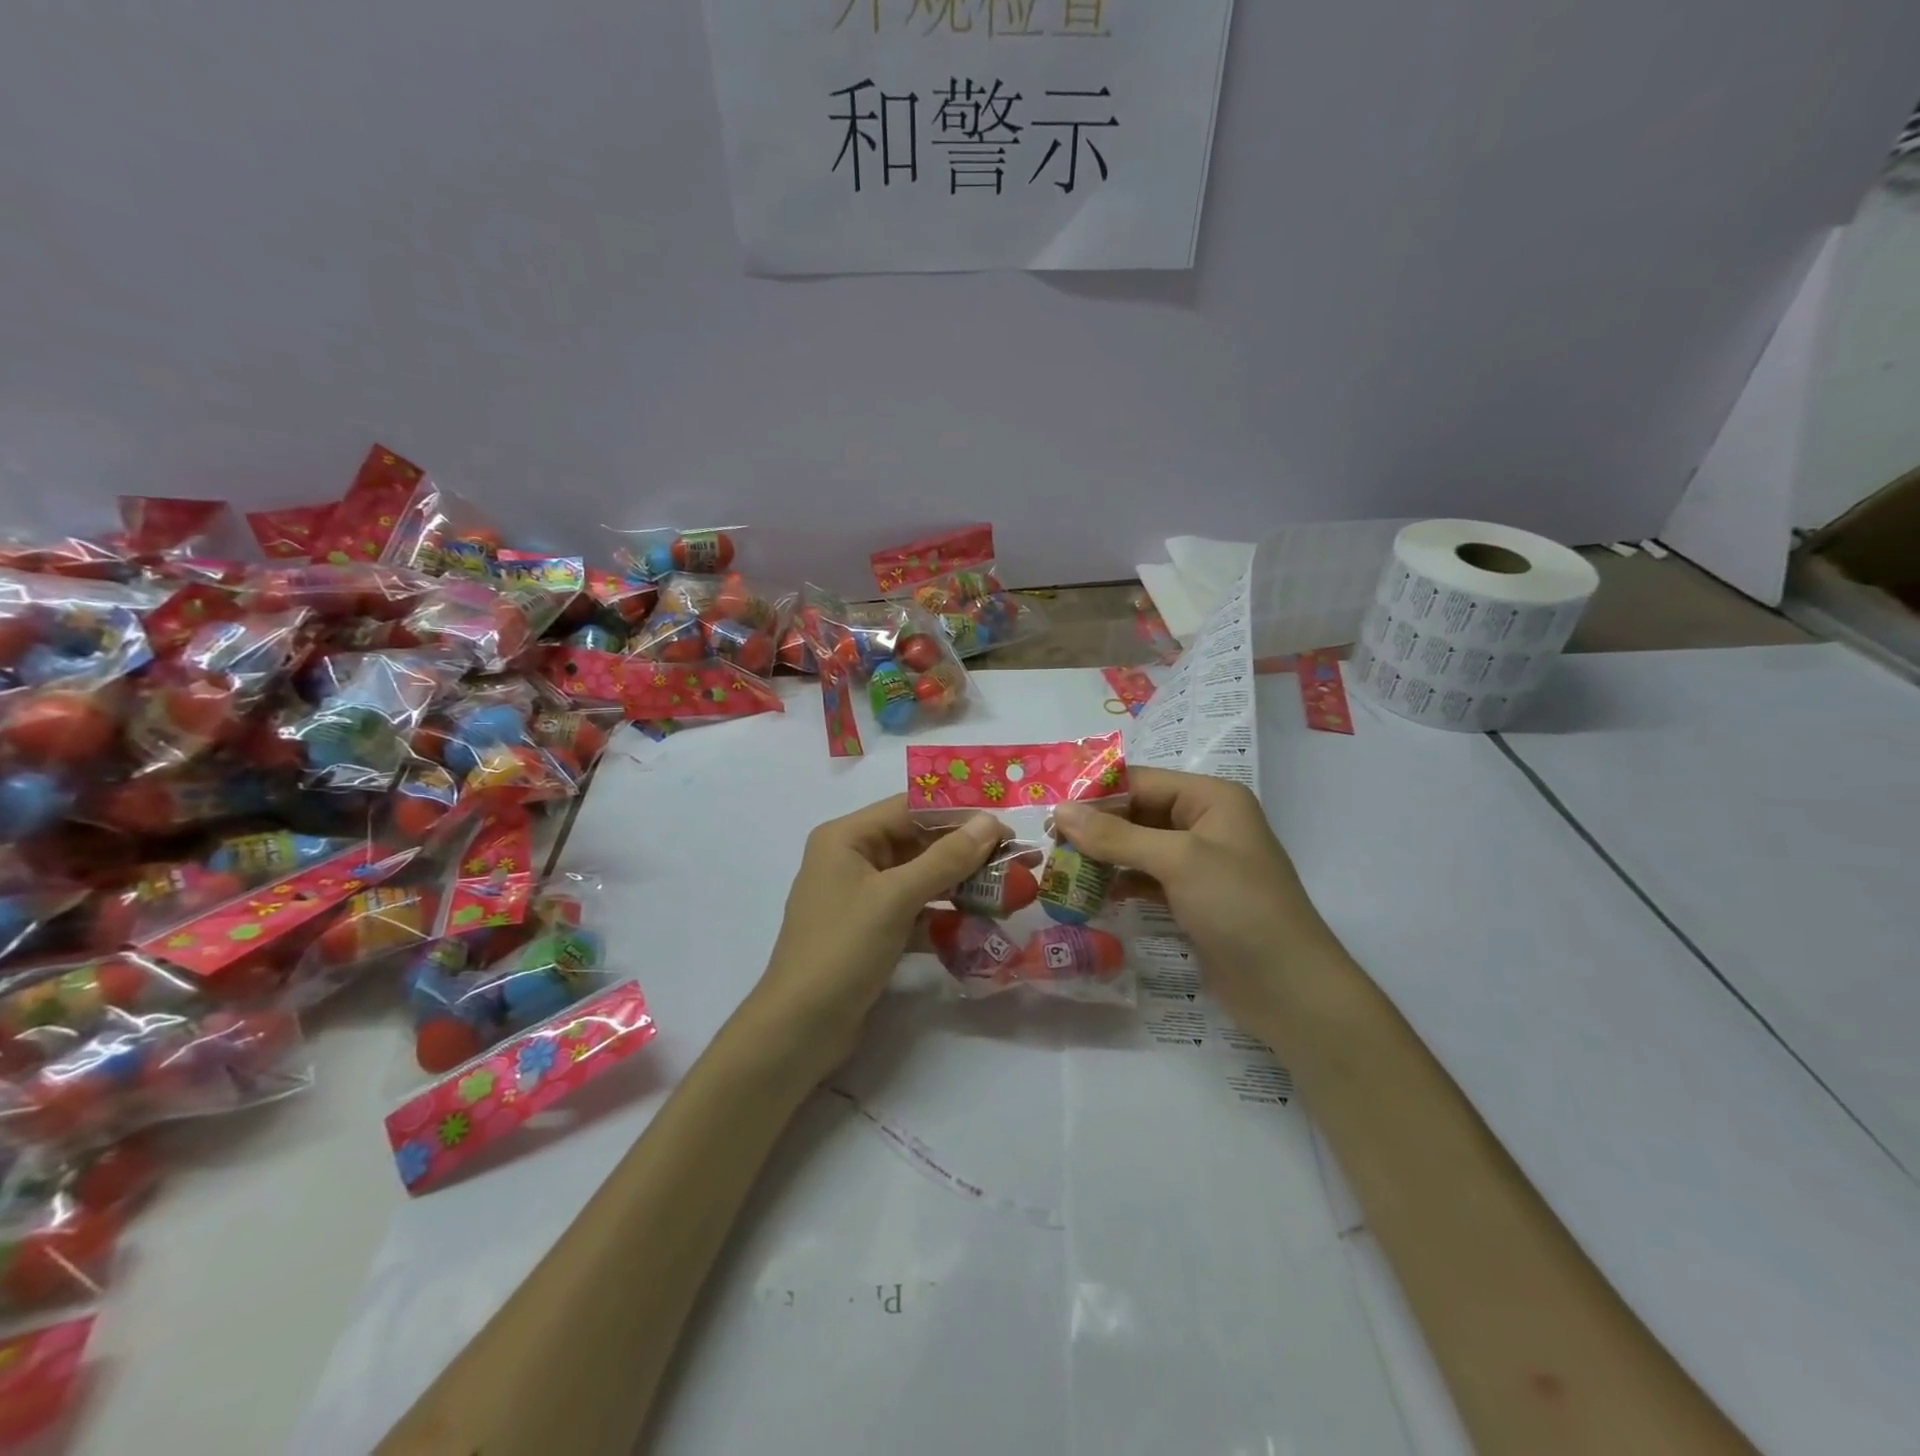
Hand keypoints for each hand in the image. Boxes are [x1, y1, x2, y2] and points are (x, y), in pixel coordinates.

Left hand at [751, 795, 1005, 1068]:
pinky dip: (943, 916)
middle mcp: (852, 859)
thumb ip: (946, 858)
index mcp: (847, 838)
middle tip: (1017, 862)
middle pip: (918, 843)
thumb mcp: (896, 898)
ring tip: (1007, 894)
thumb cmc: (842, 950)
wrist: (799, 1030)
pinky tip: (977, 927)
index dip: (959, 814)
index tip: (1006, 827)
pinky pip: (914, 911)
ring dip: (960, 885)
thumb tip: (991, 823)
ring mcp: (860, 897)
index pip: (910, 809)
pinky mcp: (871, 931)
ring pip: (920, 879)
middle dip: (966, 853)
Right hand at [1054, 767, 1334, 1030]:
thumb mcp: (1177, 861)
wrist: (1290, 989)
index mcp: (1211, 798)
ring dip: (1104, 858)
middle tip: (1050, 846)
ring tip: (1062, 871)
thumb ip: (1116, 836)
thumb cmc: (1238, 907)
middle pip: (1137, 813)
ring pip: (1139, 847)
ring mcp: (1200, 863)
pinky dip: (1121, 883)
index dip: (1095, 795)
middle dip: (1096, 829)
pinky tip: (1093, 895)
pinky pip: (1147, 879)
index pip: (1141, 782)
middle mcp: (1206, 823)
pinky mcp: (1193, 898)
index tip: (1049, 813)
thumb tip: (1060, 811)